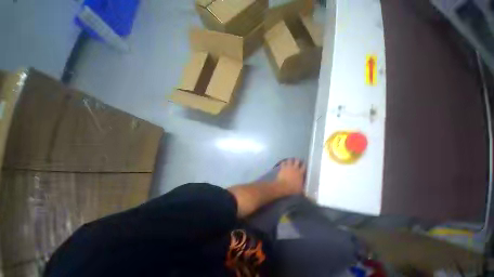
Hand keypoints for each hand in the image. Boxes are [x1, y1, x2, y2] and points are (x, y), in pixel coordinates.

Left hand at [275, 159, 305, 195]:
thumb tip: (305, 187)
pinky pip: (283, 162)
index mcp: (300, 173)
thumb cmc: (293, 188)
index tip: (303, 163)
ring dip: (290, 160)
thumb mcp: (300, 188)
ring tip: (290, 160)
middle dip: (297, 160)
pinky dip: (283, 162)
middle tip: (297, 160)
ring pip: (290, 160)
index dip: (304, 164)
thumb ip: (303, 186)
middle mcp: (295, 168)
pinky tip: (283, 163)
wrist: (283, 186)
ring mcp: (288, 167)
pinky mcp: (283, 167)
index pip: (304, 166)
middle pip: (297, 161)